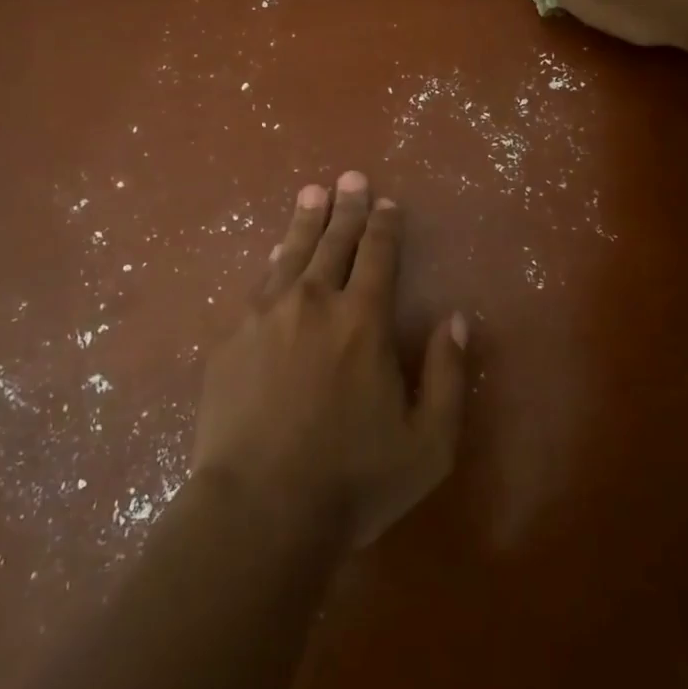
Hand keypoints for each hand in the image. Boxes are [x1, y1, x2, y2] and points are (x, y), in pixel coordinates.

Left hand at [190, 172, 467, 550]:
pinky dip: (275, 259)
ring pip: (293, 252)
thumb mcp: (428, 443)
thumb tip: (455, 318)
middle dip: (347, 207)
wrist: (258, 510)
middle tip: (351, 178)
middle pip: (334, 242)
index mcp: (363, 320)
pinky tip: (278, 250)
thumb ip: (448, 375)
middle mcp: (314, 301)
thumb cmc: (351, 481)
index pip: (378, 255)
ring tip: (314, 192)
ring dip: (307, 220)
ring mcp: (266, 314)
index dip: (385, 225)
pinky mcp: (232, 335)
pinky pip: (260, 282)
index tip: (387, 202)